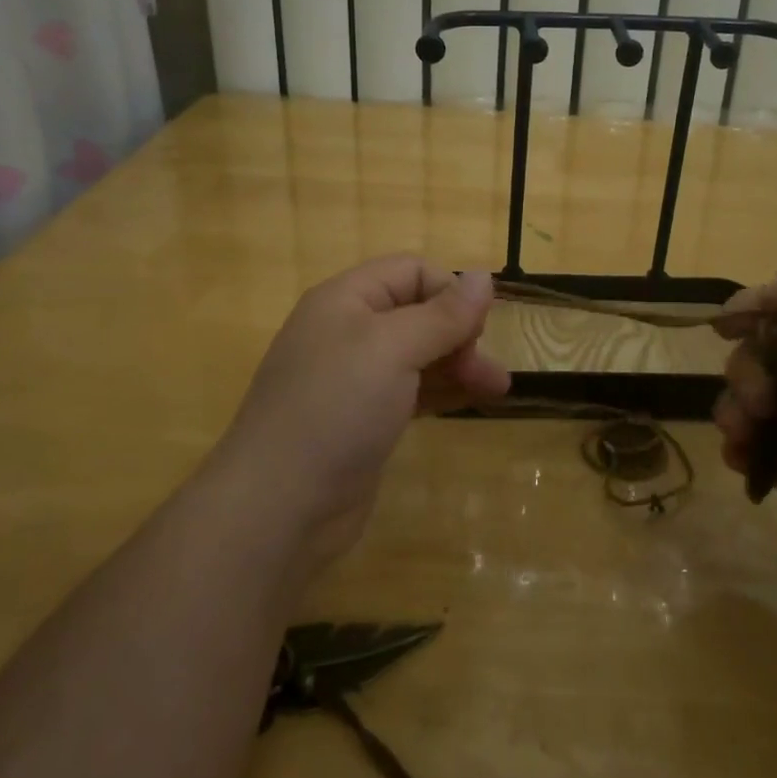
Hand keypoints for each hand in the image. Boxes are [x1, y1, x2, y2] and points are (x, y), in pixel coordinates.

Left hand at [217, 256, 508, 565]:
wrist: (279, 505)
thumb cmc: (336, 408)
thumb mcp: (393, 349)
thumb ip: (442, 314)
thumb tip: (484, 277)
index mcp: (345, 300)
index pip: (410, 271)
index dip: (449, 291)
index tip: (479, 328)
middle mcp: (348, 332)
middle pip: (418, 313)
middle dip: (459, 333)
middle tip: (487, 370)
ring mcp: (354, 379)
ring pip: (418, 355)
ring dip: (458, 364)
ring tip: (497, 389)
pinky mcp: (363, 420)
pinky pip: (411, 391)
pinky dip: (442, 391)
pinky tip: (470, 401)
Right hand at [713, 262, 776, 630]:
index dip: (763, 305)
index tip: (726, 322)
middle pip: (772, 352)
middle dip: (749, 368)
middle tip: (760, 400)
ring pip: (759, 399)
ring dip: (738, 408)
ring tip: (745, 435)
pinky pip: (760, 445)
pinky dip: (743, 446)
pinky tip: (742, 460)